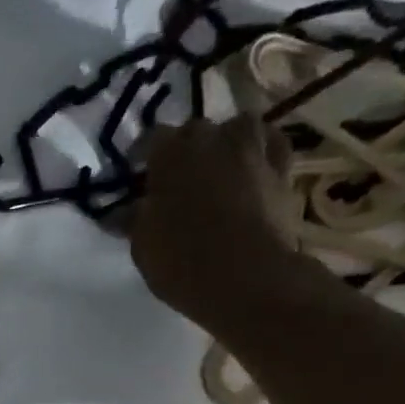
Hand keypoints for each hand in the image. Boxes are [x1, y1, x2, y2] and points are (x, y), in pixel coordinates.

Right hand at [126, 115, 308, 328]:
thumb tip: (121, 213)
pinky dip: (262, 150)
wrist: (247, 277)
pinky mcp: (283, 170)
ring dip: (228, 140)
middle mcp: (212, 140)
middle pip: (196, 130)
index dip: (143, 155)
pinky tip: (254, 166)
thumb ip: (134, 220)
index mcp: (171, 155)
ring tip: (220, 164)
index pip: (152, 138)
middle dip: (185, 148)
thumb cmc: (182, 260)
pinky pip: (273, 146)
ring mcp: (252, 151)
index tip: (138, 175)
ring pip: (240, 126)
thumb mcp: (142, 245)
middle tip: (177, 177)